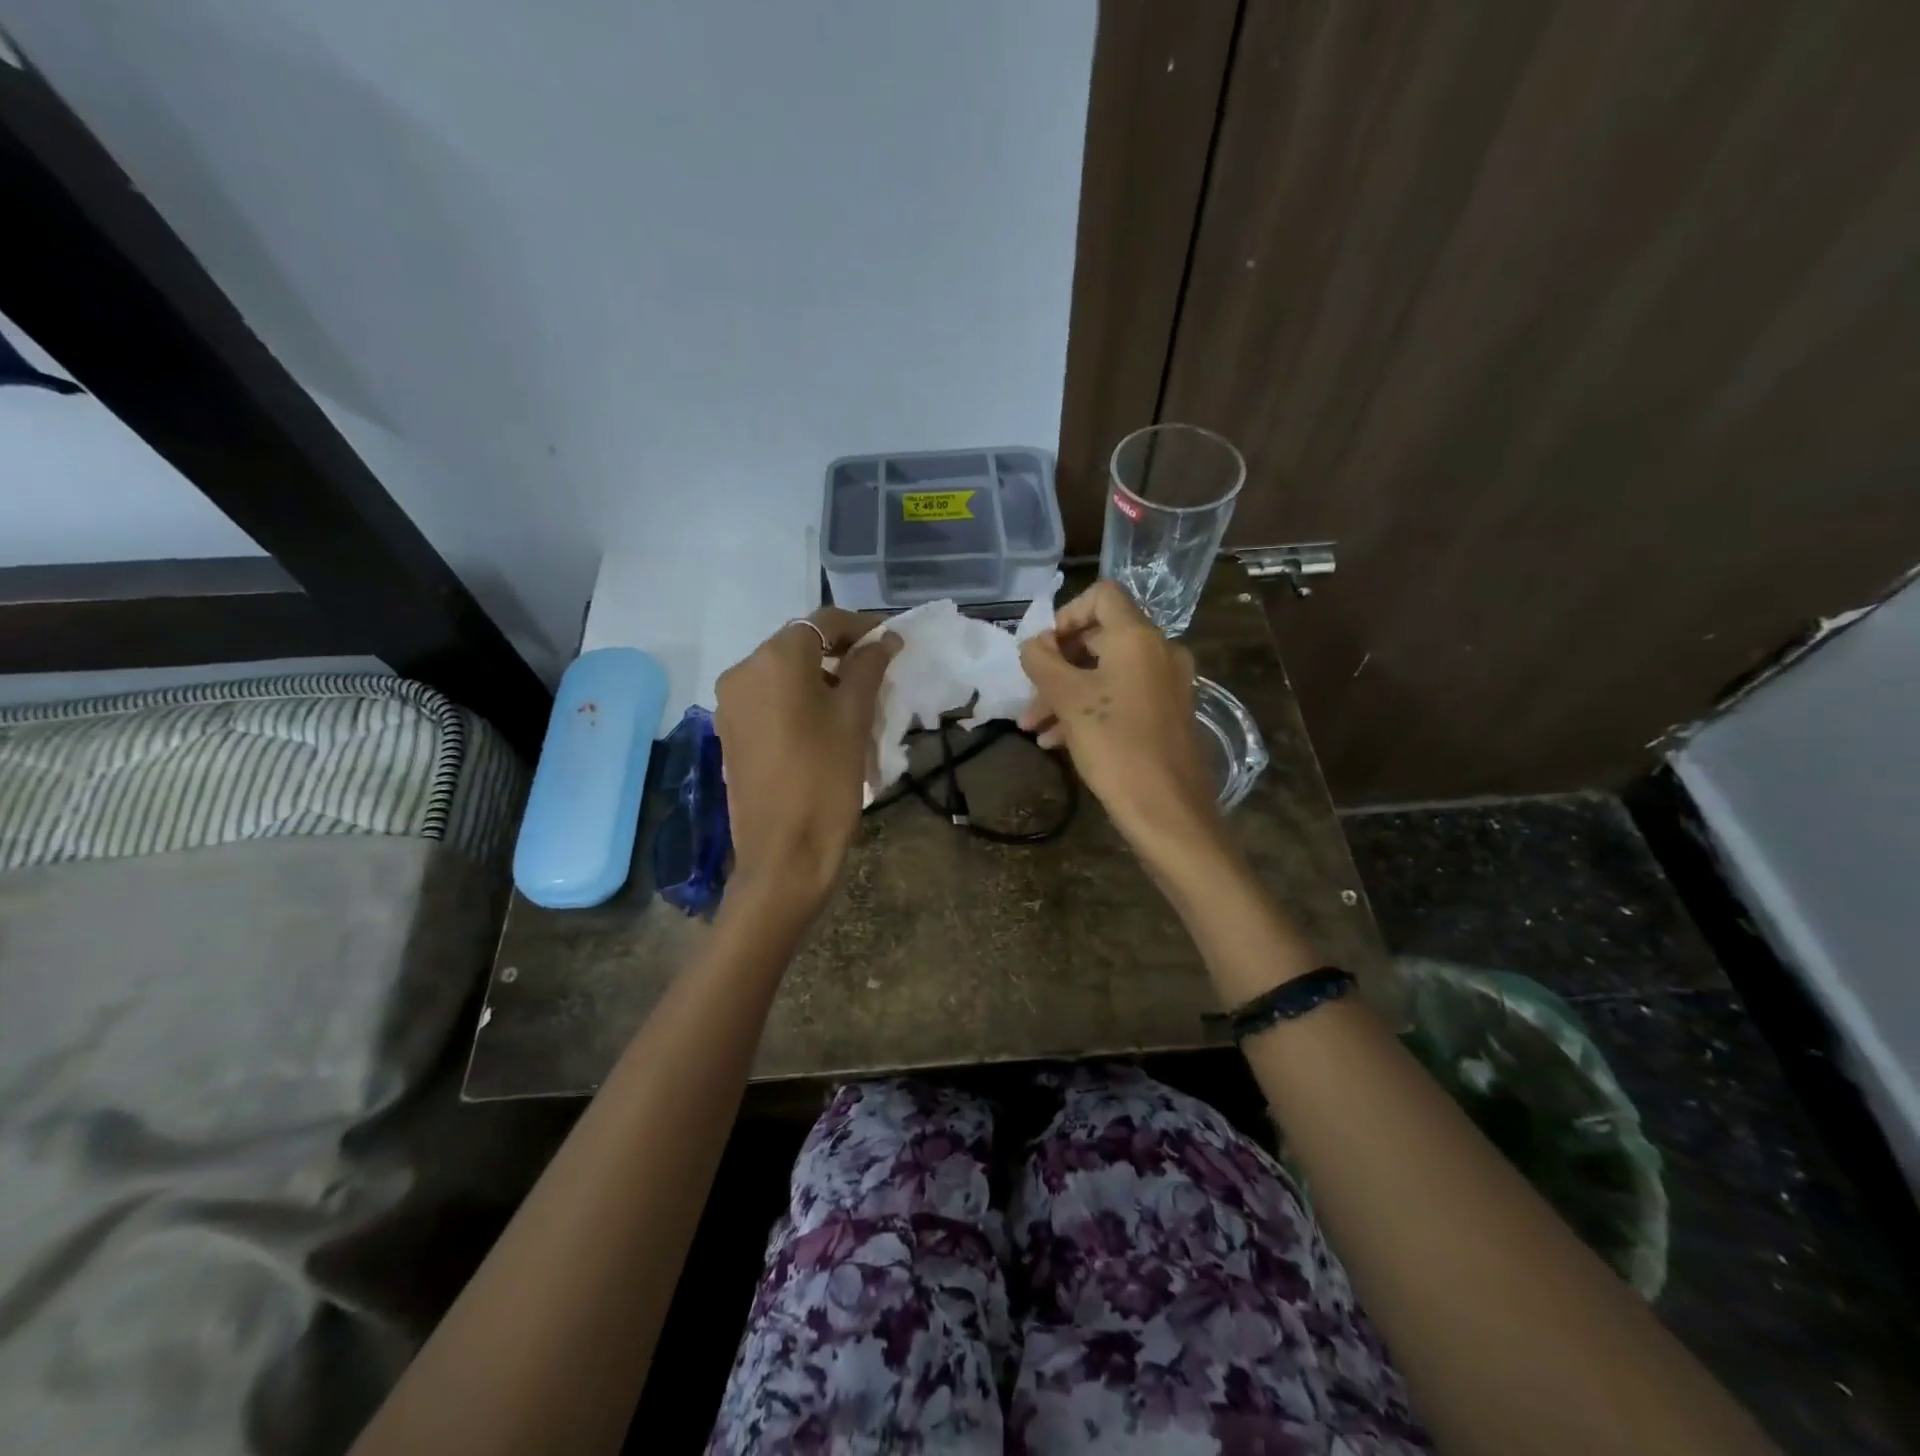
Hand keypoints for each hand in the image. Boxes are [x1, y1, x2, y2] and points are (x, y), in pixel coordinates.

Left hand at [715, 610, 900, 917]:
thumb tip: (885, 638)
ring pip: (782, 672)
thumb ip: (868, 668)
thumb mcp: (854, 718)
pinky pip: (768, 698)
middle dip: (839, 653)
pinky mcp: (729, 730)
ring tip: (854, 703)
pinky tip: (823, 724)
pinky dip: (797, 699)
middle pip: (799, 644)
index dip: (860, 627)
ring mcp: (730, 702)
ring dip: (819, 677)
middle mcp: (743, 670)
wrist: (783, 853)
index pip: (823, 622)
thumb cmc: (826, 779)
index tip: (890, 642)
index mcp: (775, 659)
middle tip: (877, 673)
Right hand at [1019, 581, 1223, 862]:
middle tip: (1030, 694)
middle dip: (1058, 665)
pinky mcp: (1168, 715)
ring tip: (1035, 728)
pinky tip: (1059, 742)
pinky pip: (1123, 697)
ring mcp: (1167, 685)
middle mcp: (1159, 651)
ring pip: (1107, 673)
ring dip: (1067, 694)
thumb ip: (1043, 662)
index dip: (1066, 614)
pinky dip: (1091, 709)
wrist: (1168, 811)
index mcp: (1138, 637)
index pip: (1101, 595)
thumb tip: (1034, 644)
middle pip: (1100, 637)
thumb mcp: (1068, 700)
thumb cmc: (1115, 746)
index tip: (1044, 650)